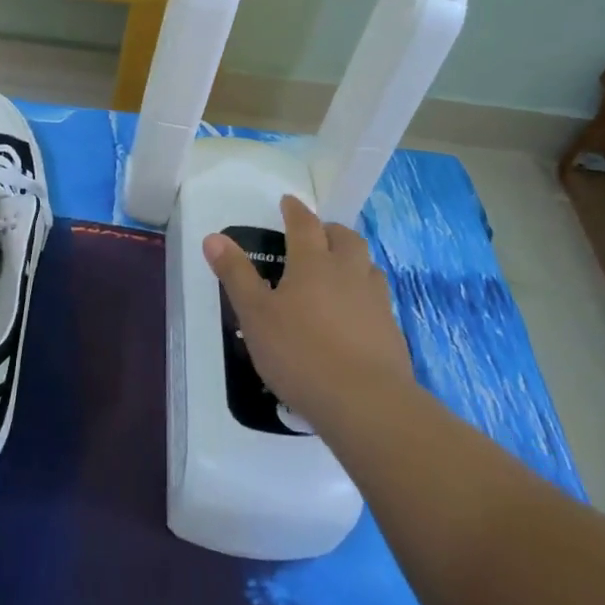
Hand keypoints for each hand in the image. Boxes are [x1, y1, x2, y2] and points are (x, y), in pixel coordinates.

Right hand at [204, 196, 412, 428]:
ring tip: (340, 270)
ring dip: (353, 259)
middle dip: (329, 230)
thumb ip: (236, 274)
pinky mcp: (391, 331)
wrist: (365, 402)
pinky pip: (378, 299)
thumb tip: (213, 237)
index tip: (288, 202)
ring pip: (368, 265)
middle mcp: (348, 272)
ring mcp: (375, 301)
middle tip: (317, 235)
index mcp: (313, 262)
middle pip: (345, 238)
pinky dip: (365, 295)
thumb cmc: (300, 352)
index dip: (295, 210)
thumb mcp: (255, 314)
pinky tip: (355, 314)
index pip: (304, 224)